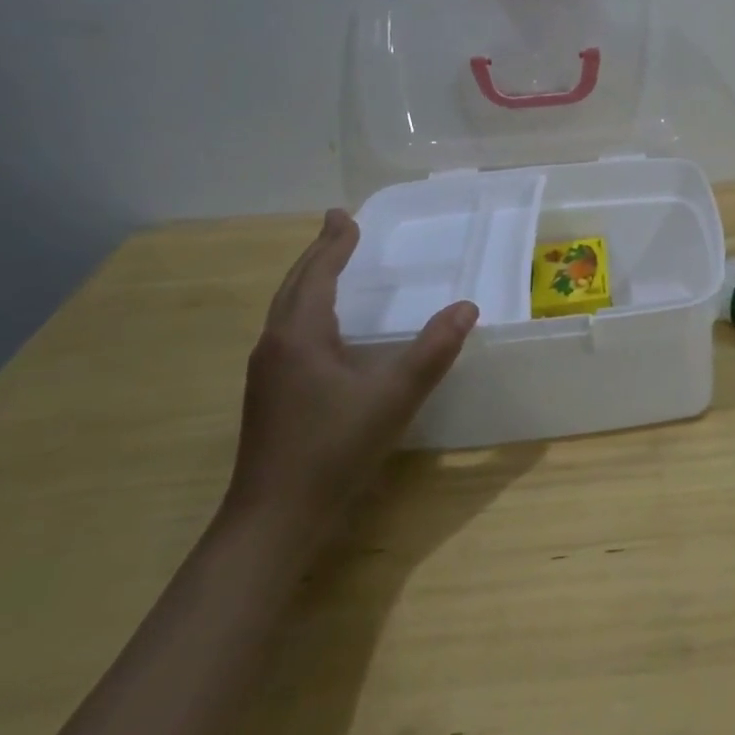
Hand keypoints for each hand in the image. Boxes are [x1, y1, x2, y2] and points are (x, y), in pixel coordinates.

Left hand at [223, 209, 477, 535]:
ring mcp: (267, 371)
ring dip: (309, 279)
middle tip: (339, 226)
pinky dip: (306, 307)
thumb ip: (433, 351)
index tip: (346, 215)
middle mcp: (276, 344)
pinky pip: (287, 330)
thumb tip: (467, 307)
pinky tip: (323, 326)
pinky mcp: (269, 393)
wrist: (273, 519)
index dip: (335, 244)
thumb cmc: (333, 449)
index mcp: (300, 335)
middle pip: (295, 285)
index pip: (317, 274)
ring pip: (287, 309)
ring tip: (331, 264)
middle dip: (318, 253)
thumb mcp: (394, 397)